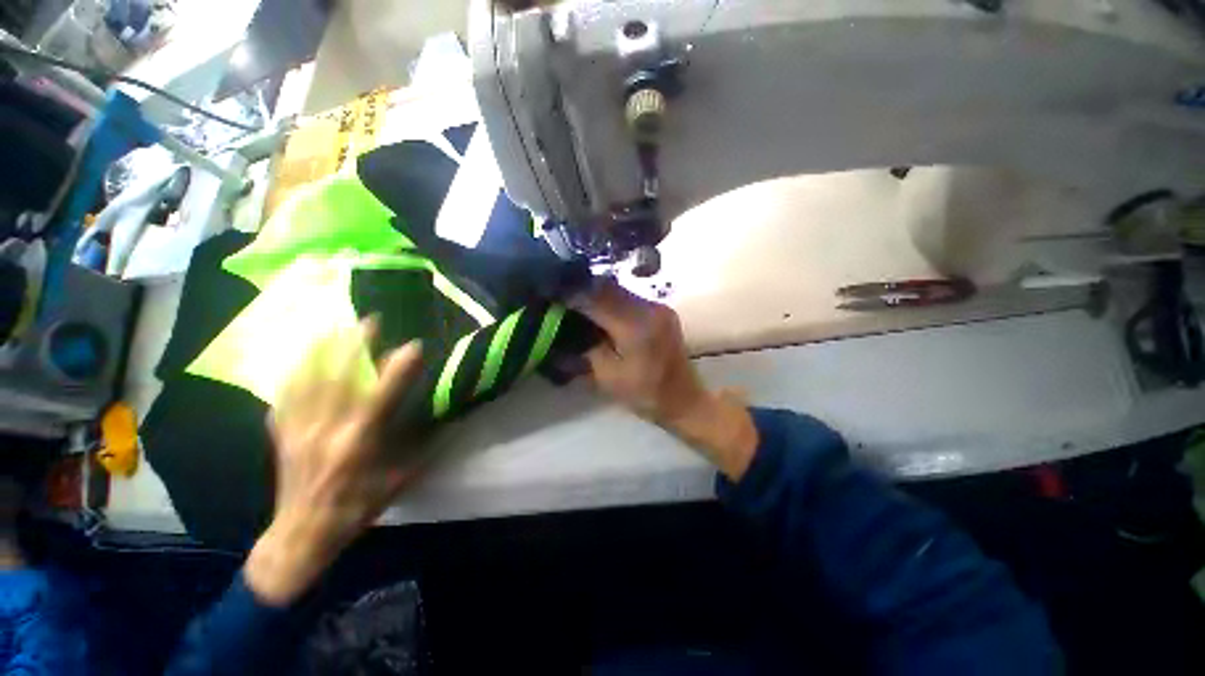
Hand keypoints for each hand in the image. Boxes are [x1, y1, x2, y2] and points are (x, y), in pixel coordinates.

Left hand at [245, 322, 423, 605]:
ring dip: (322, 349)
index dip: (398, 370)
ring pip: (307, 380)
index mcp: (359, 445)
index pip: (382, 398)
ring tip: (333, 325)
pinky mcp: (282, 435)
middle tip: (368, 318)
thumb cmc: (357, 509)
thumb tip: (443, 417)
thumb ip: (420, 446)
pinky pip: (285, 395)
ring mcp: (298, 431)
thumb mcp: (399, 481)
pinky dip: (294, 373)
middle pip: (338, 379)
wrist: (300, 536)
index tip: (413, 345)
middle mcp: (326, 432)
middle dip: (354, 344)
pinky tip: (300, 358)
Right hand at [578, 282, 757, 480]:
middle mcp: (650, 308)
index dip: (572, 293)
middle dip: (583, 289)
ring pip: (620, 290)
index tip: (553, 293)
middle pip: (609, 287)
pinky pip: (631, 298)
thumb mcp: (607, 376)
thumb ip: (586, 347)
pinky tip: (601, 310)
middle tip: (563, 297)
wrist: (684, 399)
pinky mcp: (662, 311)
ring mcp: (659, 307)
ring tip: (579, 302)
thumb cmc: (644, 394)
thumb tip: (567, 325)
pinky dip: (612, 301)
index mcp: (636, 326)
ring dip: (598, 294)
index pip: (597, 298)